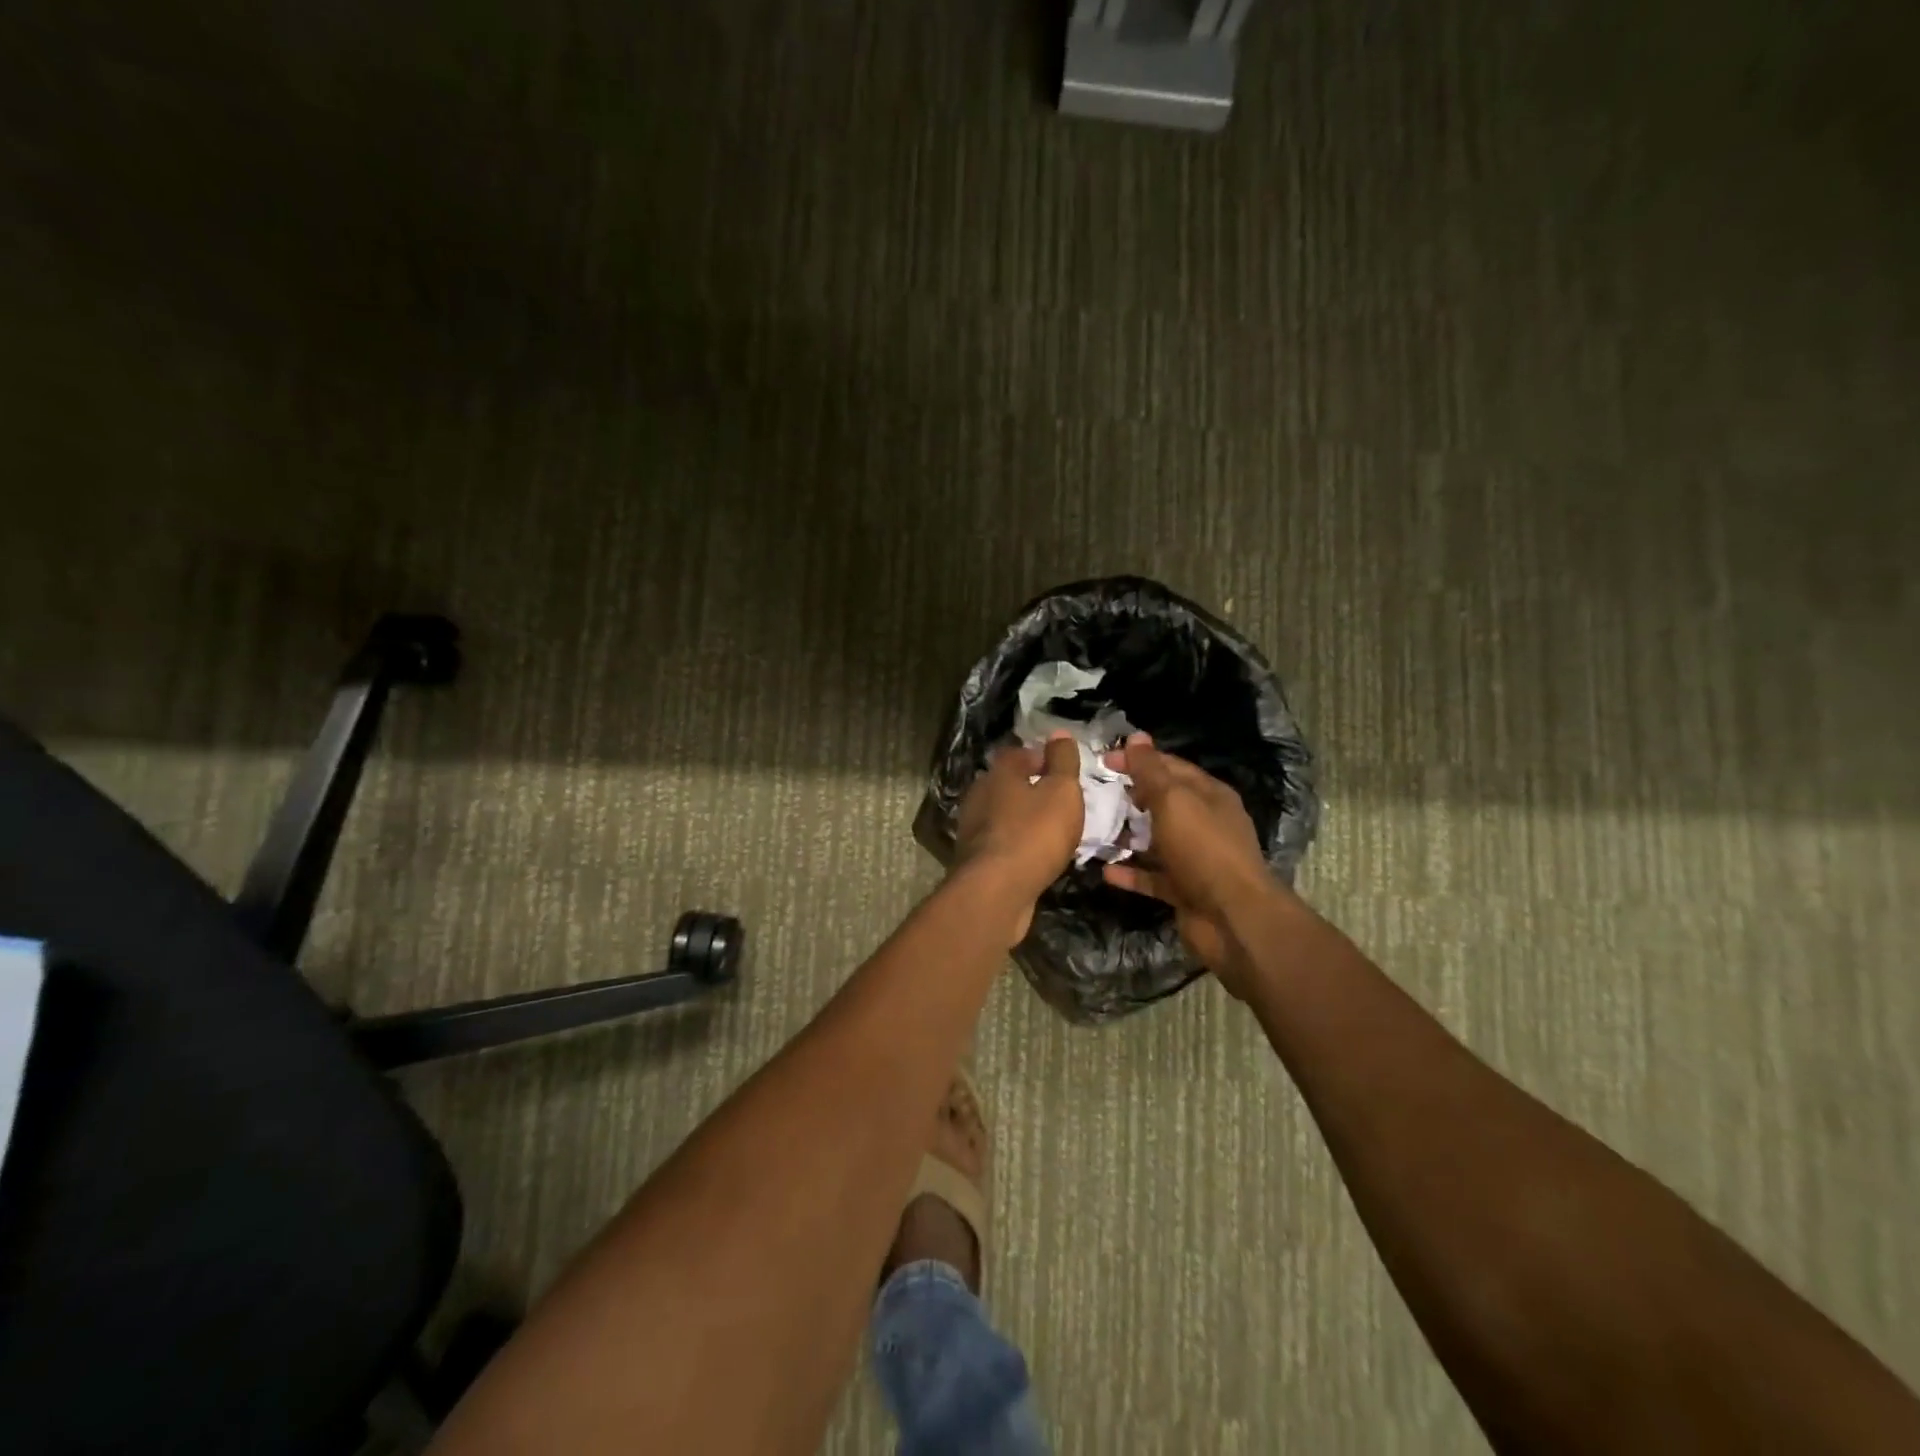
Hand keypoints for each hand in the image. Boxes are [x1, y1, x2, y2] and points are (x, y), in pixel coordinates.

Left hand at [951, 734, 1083, 942]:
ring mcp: (973, 828)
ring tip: (1052, 831)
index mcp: (998, 773)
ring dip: (1024, 819)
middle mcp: (979, 795)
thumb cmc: (1033, 834)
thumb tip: (1059, 733)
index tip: (1062, 770)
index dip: (1041, 758)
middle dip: (1031, 790)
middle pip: (1008, 784)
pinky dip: (1017, 845)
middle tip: (1060, 801)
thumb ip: (1062, 762)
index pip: (1019, 754)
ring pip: (1003, 815)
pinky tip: (1034, 856)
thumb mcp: (1061, 792)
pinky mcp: (975, 859)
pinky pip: (1001, 843)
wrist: (996, 891)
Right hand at [1100, 733, 1278, 992]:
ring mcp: (1195, 859)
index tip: (1102, 760)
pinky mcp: (1184, 890)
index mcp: (1208, 795)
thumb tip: (1135, 737)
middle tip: (1093, 794)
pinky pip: (1152, 877)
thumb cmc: (1203, 849)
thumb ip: (1151, 771)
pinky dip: (1130, 873)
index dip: (1137, 759)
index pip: (1170, 767)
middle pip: (1162, 803)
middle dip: (1130, 797)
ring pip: (1155, 841)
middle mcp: (1204, 823)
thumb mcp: (1174, 801)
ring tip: (1091, 829)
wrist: (1233, 918)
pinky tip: (1104, 869)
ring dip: (1127, 836)